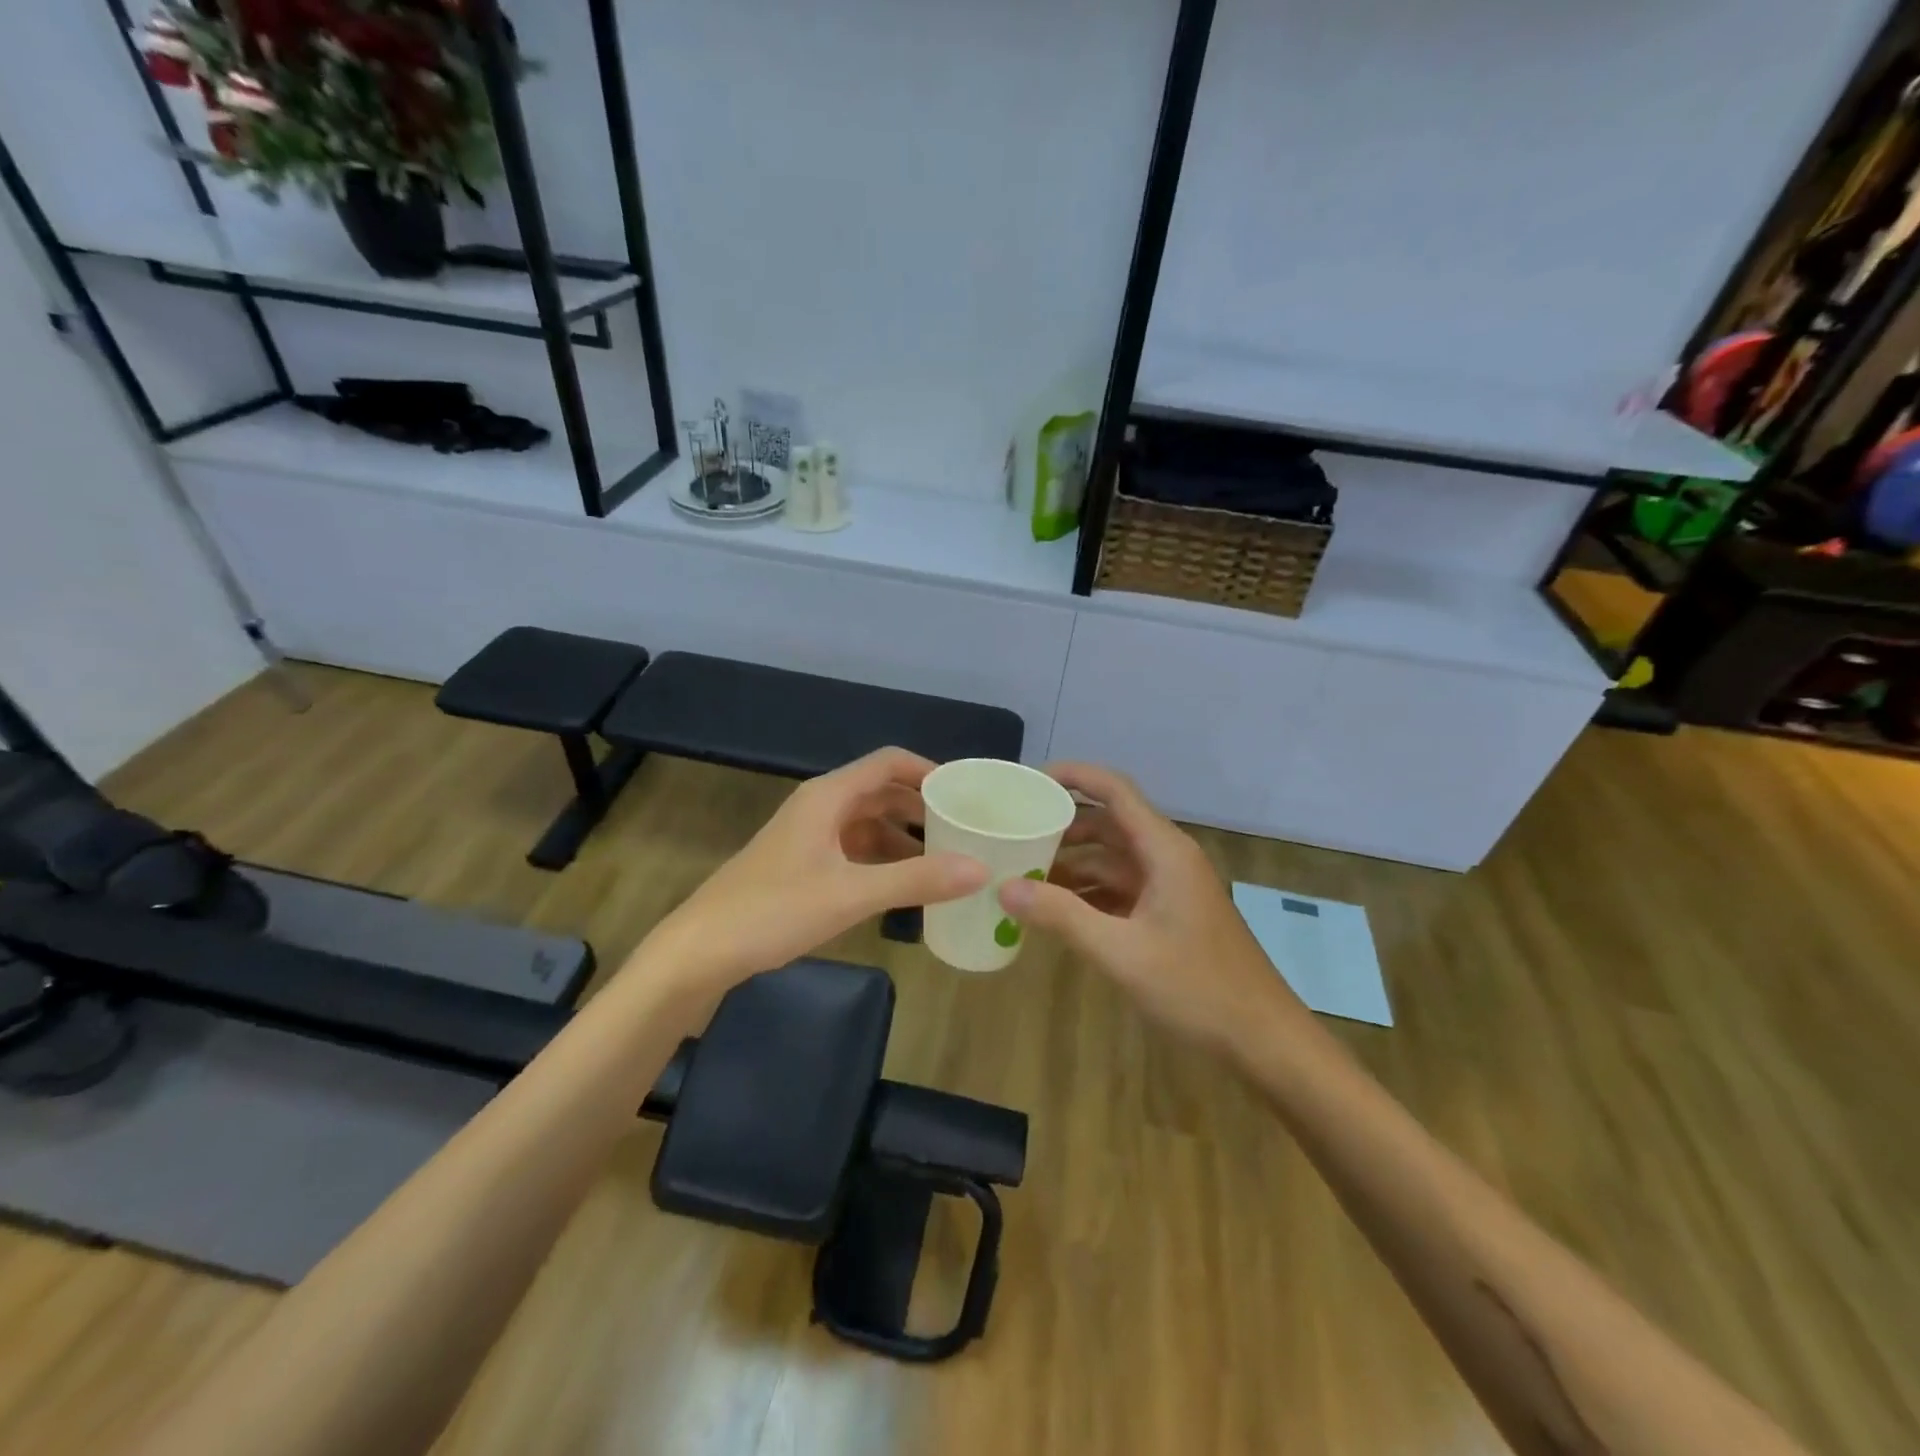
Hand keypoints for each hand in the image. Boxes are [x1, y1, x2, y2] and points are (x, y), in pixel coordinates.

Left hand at [646, 747, 987, 988]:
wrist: (701, 950)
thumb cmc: (774, 911)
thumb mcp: (851, 895)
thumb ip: (917, 880)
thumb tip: (981, 868)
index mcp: (829, 797)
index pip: (889, 763)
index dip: (929, 771)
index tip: (967, 793)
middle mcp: (820, 807)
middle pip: (881, 792)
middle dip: (922, 807)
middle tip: (965, 829)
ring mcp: (809, 836)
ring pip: (868, 824)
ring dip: (904, 837)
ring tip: (945, 860)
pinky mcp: (802, 864)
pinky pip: (854, 850)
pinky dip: (882, 860)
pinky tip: (904, 885)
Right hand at [997, 763, 1304, 1051]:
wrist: (1262, 1039)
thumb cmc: (1197, 987)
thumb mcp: (1121, 951)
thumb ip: (1062, 916)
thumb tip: (1004, 886)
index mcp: (1164, 851)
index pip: (1114, 791)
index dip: (1073, 776)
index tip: (1029, 781)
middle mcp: (1167, 859)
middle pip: (1109, 825)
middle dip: (1063, 827)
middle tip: (1015, 834)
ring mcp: (1170, 888)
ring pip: (1113, 861)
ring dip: (1072, 865)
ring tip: (1023, 874)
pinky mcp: (1169, 915)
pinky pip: (1121, 890)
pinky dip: (1089, 894)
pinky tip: (1056, 911)